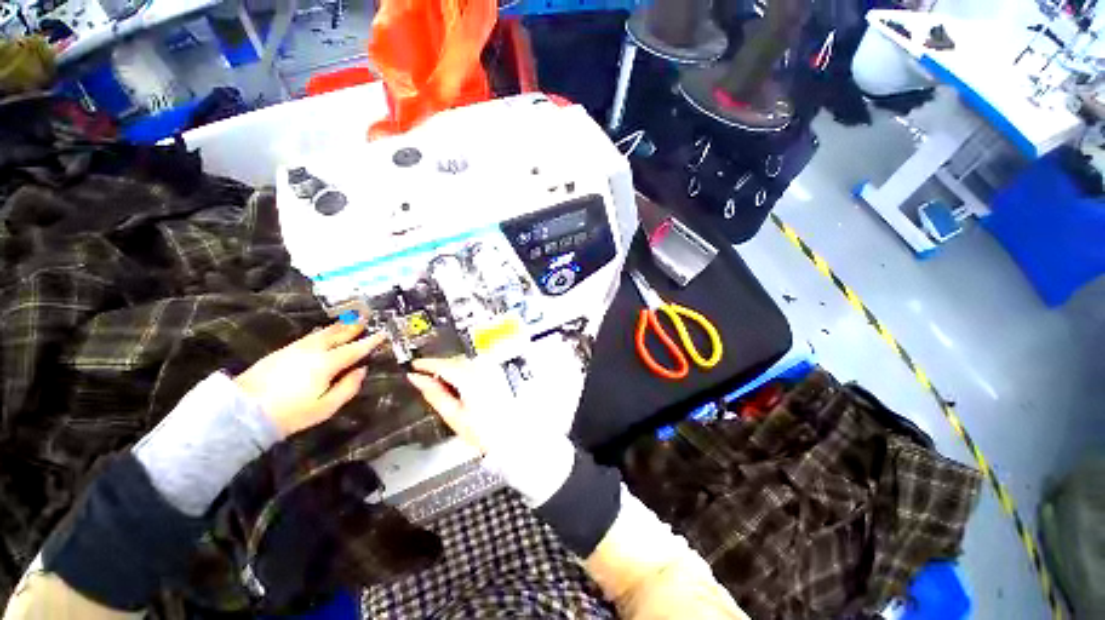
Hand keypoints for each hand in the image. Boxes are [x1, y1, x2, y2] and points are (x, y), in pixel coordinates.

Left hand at [235, 322, 385, 436]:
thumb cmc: (291, 413)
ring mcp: (296, 349)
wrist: (243, 411)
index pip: (355, 349)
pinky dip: (321, 332)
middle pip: (338, 335)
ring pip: (322, 333)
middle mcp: (314, 351)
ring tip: (349, 320)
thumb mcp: (326, 407)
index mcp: (327, 363)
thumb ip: (348, 387)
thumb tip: (361, 370)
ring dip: (338, 326)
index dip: (370, 341)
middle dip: (354, 327)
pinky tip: (322, 332)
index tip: (383, 333)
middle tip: (366, 317)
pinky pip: (309, 336)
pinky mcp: (282, 351)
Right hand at [406, 357, 518, 453]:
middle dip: (438, 368)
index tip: (414, 366)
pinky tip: (460, 385)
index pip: (443, 364)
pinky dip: (463, 372)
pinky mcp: (497, 373)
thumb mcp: (453, 415)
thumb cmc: (485, 430)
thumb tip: (418, 379)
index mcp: (470, 378)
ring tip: (442, 385)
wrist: (512, 435)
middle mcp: (483, 369)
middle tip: (424, 378)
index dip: (426, 364)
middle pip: (454, 361)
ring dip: (451, 369)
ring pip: (464, 362)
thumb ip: (434, 394)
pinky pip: (475, 366)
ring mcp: (492, 369)